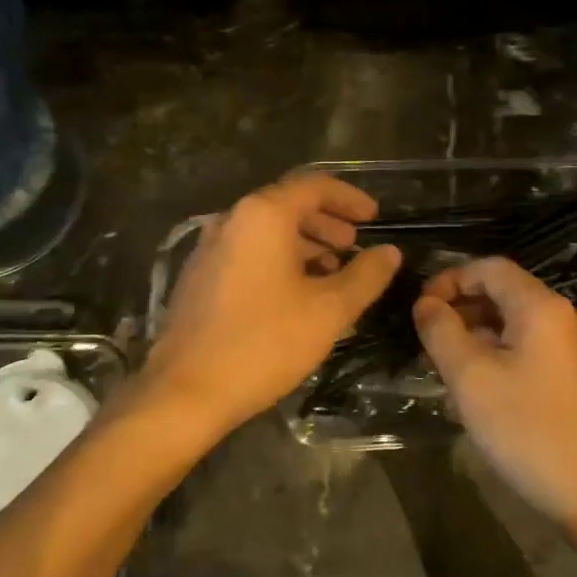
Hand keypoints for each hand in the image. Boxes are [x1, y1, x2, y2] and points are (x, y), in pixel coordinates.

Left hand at [143, 173, 402, 438]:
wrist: (186, 390)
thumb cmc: (264, 343)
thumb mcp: (329, 310)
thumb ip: (366, 276)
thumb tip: (390, 252)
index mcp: (263, 216)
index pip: (314, 186)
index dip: (350, 198)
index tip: (374, 217)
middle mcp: (231, 220)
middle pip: (287, 206)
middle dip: (326, 223)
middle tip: (354, 247)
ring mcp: (209, 248)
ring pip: (266, 232)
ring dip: (304, 244)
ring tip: (331, 273)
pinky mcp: (198, 276)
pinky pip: (247, 253)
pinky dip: (277, 260)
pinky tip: (294, 294)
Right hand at [414, 257, 576, 538]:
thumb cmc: (526, 428)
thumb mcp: (470, 377)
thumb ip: (441, 331)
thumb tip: (425, 304)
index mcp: (540, 307)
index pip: (489, 268)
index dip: (448, 279)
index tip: (420, 310)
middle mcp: (561, 318)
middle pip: (501, 294)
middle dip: (459, 309)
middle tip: (425, 341)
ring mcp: (570, 350)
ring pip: (511, 325)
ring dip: (473, 336)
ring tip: (442, 368)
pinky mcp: (571, 378)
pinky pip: (525, 350)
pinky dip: (494, 356)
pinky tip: (473, 392)